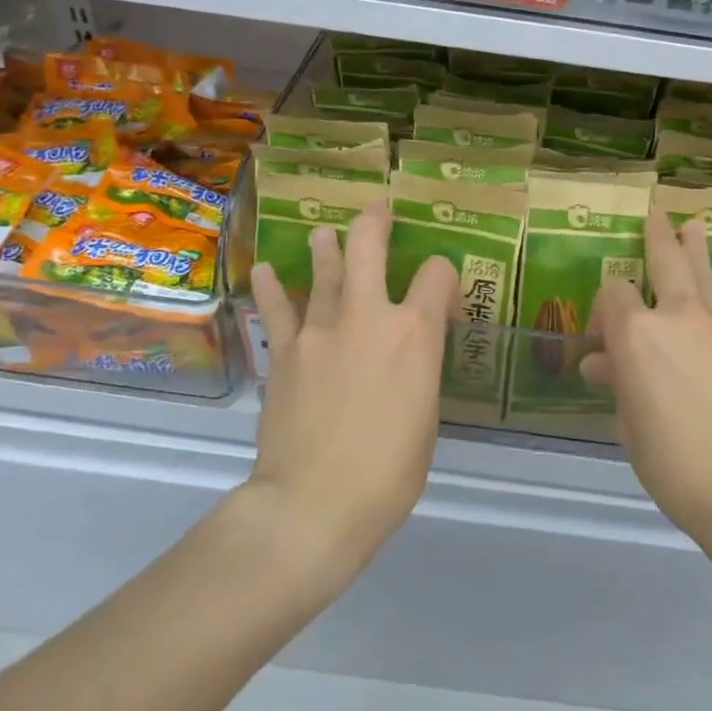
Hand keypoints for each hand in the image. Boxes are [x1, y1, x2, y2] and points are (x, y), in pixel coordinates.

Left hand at [248, 199, 456, 575]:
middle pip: (369, 246)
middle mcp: (368, 316)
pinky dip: (272, 287)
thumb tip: (407, 359)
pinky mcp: (283, 352)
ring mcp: (319, 329)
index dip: (445, 278)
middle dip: (375, 221)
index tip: (443, 302)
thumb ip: (418, 373)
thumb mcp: (426, 417)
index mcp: (415, 333)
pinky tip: (266, 272)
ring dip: (326, 247)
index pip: (438, 275)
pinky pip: (276, 309)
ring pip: (323, 270)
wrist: (314, 503)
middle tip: (378, 207)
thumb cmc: (390, 472)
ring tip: (324, 235)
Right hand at [582, 211, 711, 545]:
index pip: (612, 295)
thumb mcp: (631, 427)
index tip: (603, 335)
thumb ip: (618, 384)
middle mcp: (678, 315)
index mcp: (636, 337)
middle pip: (662, 261)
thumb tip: (602, 363)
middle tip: (652, 216)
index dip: (603, 307)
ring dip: (695, 243)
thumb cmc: (676, 467)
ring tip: (691, 222)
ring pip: (705, 269)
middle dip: (654, 237)